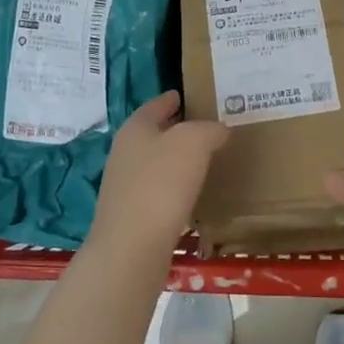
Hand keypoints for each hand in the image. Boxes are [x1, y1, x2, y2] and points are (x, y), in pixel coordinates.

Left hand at [88, 92, 228, 259]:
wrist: (131, 249)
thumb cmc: (161, 184)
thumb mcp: (193, 142)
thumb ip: (209, 129)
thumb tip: (218, 130)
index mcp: (135, 129)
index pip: (155, 105)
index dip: (171, 99)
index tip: (186, 95)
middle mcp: (125, 153)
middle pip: (154, 134)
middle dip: (177, 130)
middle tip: (207, 128)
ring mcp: (125, 187)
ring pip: (156, 164)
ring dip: (177, 161)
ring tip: (205, 160)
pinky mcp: (132, 216)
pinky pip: (158, 192)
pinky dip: (175, 188)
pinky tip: (193, 194)